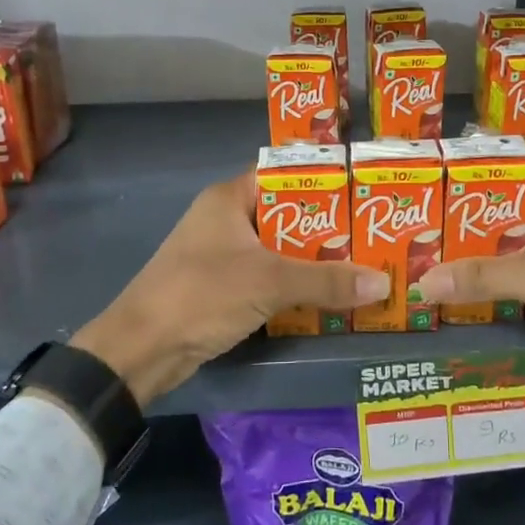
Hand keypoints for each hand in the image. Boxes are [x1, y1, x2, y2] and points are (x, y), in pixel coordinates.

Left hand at [70, 171, 388, 406]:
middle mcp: (225, 219)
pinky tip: (327, 296)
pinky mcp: (221, 287)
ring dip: (312, 260)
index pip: (283, 174)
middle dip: (327, 227)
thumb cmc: (203, 295)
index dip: (322, 180)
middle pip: (286, 214)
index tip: (363, 191)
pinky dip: (294, 284)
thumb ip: (327, 281)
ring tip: (361, 264)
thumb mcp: (270, 282)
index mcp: (229, 198)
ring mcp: (221, 254)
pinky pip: (267, 276)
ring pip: (278, 249)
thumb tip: (384, 283)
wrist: (140, 350)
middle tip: (373, 234)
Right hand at [415, 157, 524, 467]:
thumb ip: (479, 276)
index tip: (436, 160)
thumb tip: (421, 282)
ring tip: (431, 238)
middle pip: (511, 197)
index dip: (480, 156)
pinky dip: (496, 268)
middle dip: (469, 203)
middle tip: (422, 205)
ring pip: (515, 234)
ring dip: (480, 239)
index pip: (518, 158)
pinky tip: (462, 275)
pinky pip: (522, 264)